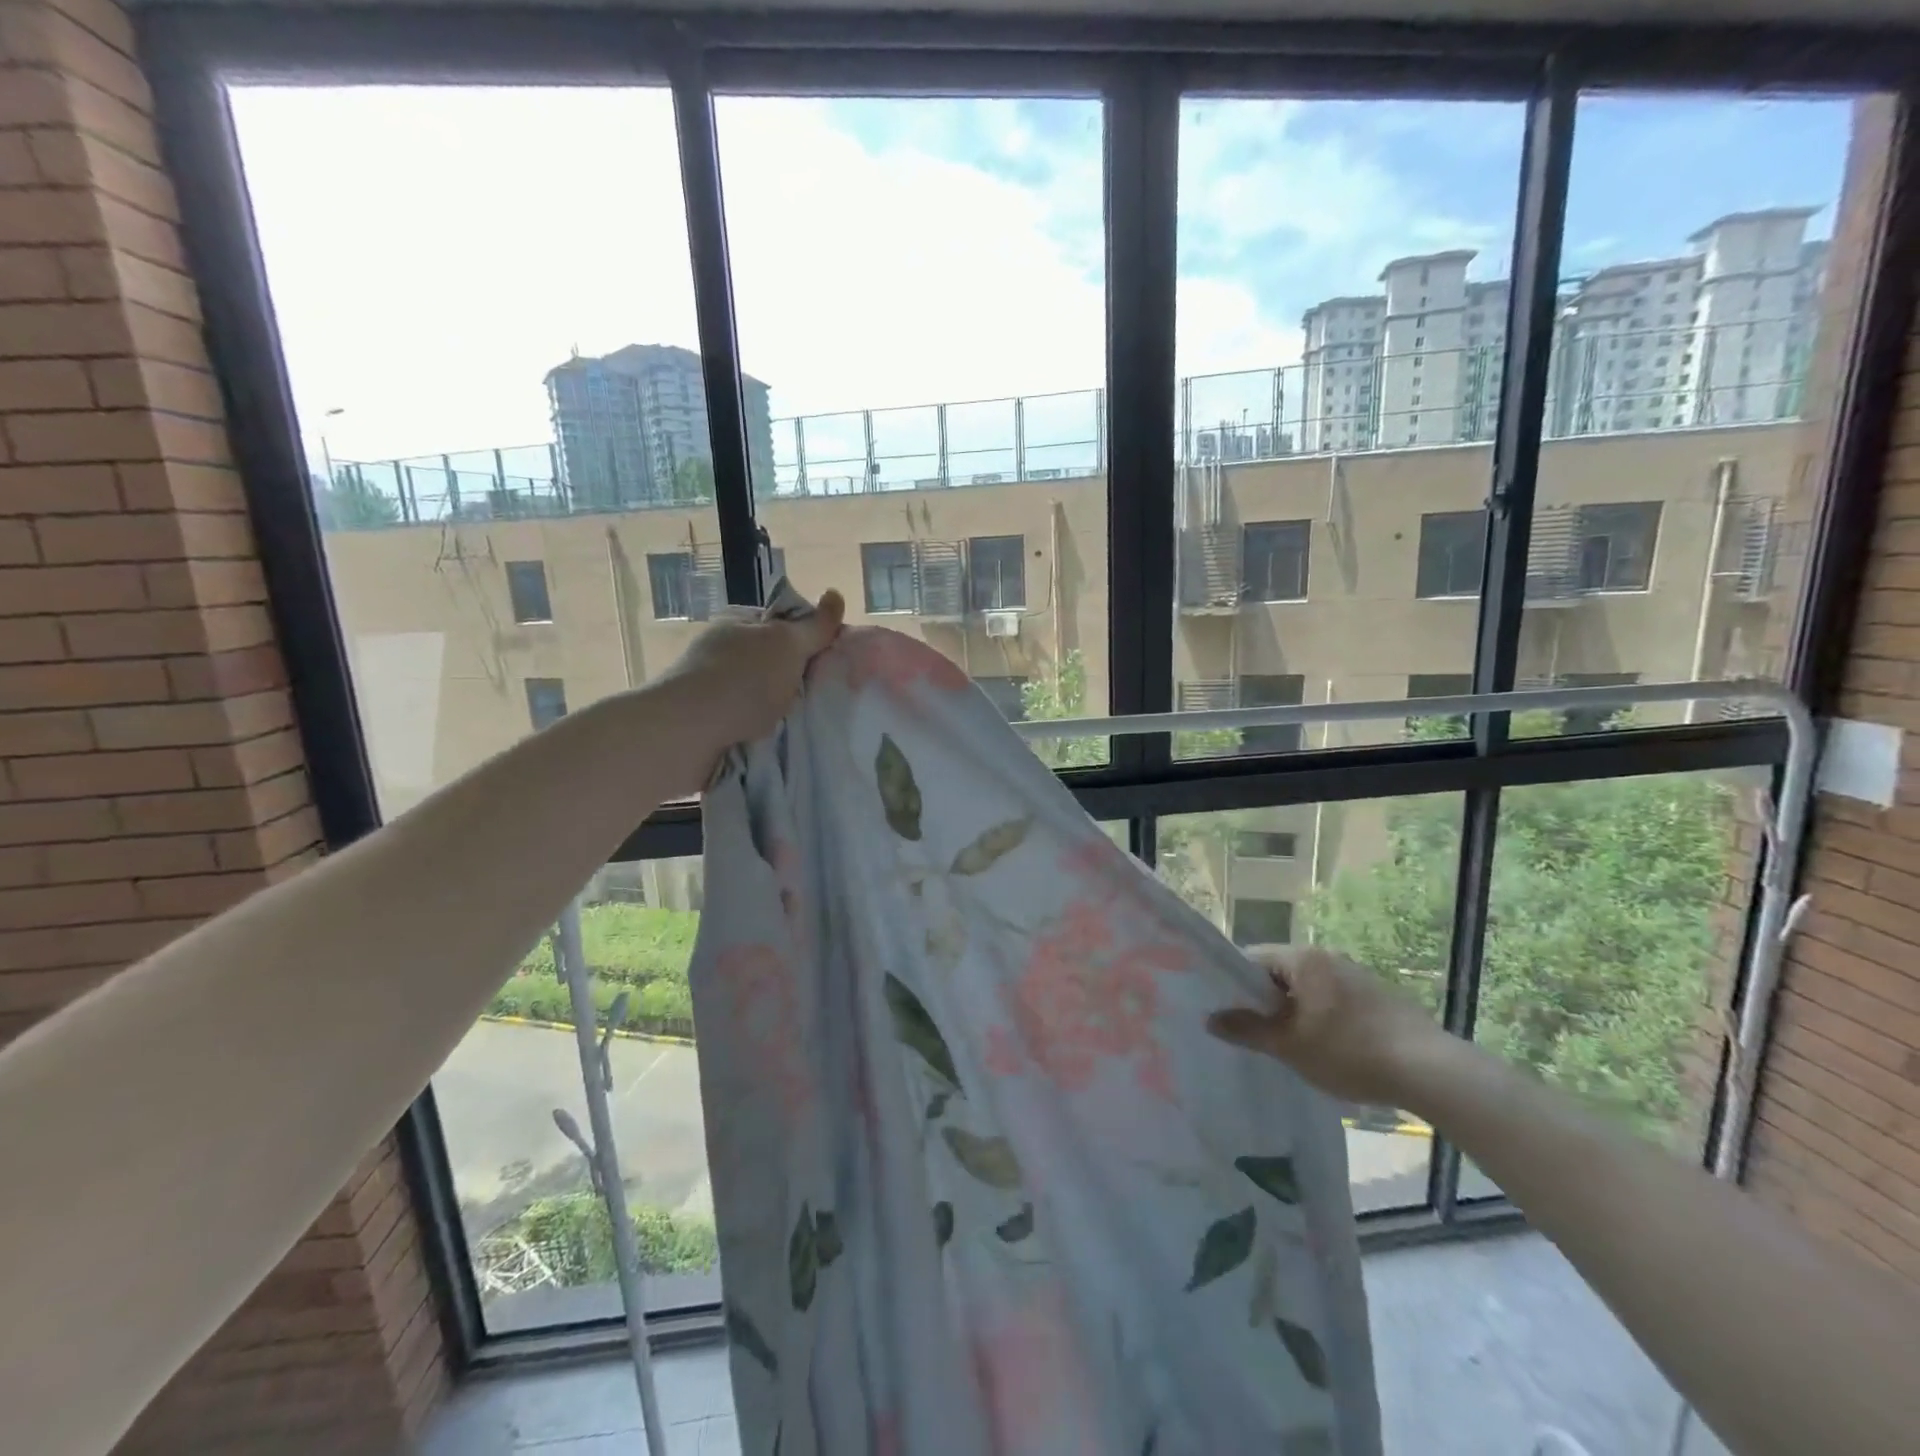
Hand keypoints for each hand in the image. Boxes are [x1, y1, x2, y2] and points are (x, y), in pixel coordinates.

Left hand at [662, 588, 845, 751]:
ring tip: (800, 722)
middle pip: (772, 659)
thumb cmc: (742, 678)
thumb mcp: (787, 644)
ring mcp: (710, 685)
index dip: (809, 639)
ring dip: (777, 706)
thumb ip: (814, 626)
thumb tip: (836, 594)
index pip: (782, 622)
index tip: (827, 662)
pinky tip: (774, 737)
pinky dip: (760, 728)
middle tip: (819, 695)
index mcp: (738, 622)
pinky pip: (745, 719)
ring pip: (759, 692)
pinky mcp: (705, 719)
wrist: (688, 731)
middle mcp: (721, 649)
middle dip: (795, 676)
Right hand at [1206, 946, 1453, 1107]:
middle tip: (1255, 1033)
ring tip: (1291, 1044)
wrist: (1430, 1070)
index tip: (1227, 1012)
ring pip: (1308, 987)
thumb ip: (1247, 1029)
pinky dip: (1322, 1016)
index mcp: (1302, 959)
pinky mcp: (1377, 995)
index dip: (1233, 984)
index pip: (1251, 959)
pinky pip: (1333, 998)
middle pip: (1279, 972)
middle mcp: (1327, 956)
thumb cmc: (1349, 1052)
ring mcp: (1355, 973)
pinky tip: (1329, 1048)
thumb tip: (1210, 1019)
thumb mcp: (1290, 1046)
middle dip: (1265, 1000)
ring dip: (1294, 1009)